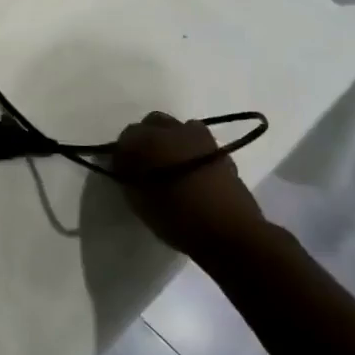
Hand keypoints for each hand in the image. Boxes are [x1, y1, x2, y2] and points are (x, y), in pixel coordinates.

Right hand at [115, 111, 265, 255]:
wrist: (230, 231)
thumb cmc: (177, 218)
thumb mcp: (138, 201)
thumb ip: (128, 177)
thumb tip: (126, 166)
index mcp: (148, 140)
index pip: (126, 136)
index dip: (124, 154)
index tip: (125, 171)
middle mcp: (173, 130)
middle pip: (152, 123)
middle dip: (146, 139)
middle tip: (146, 165)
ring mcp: (200, 137)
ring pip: (177, 128)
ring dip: (170, 141)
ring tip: (171, 166)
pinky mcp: (220, 149)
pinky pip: (197, 141)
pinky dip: (190, 149)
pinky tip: (191, 171)